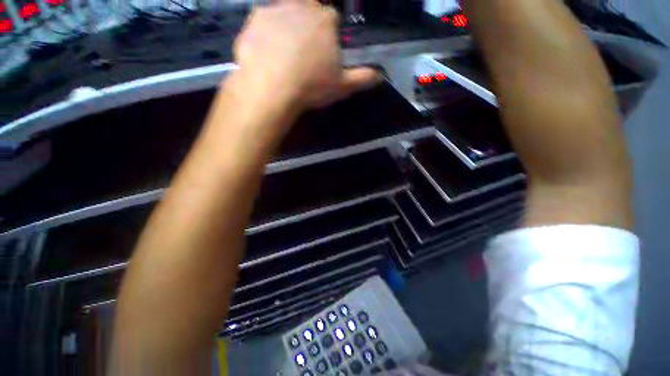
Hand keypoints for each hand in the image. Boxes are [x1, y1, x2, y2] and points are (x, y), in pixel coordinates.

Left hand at [233, 0, 381, 109]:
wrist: (271, 89)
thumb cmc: (311, 86)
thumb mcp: (342, 86)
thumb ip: (362, 78)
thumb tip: (381, 76)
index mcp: (326, 20)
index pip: (333, 19)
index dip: (330, 36)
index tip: (325, 53)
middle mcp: (302, 6)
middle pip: (309, 9)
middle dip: (309, 25)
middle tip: (304, 50)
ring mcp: (275, 9)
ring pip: (285, 12)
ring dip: (288, 26)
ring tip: (285, 51)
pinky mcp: (253, 19)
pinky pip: (263, 21)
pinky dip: (266, 33)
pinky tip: (268, 52)